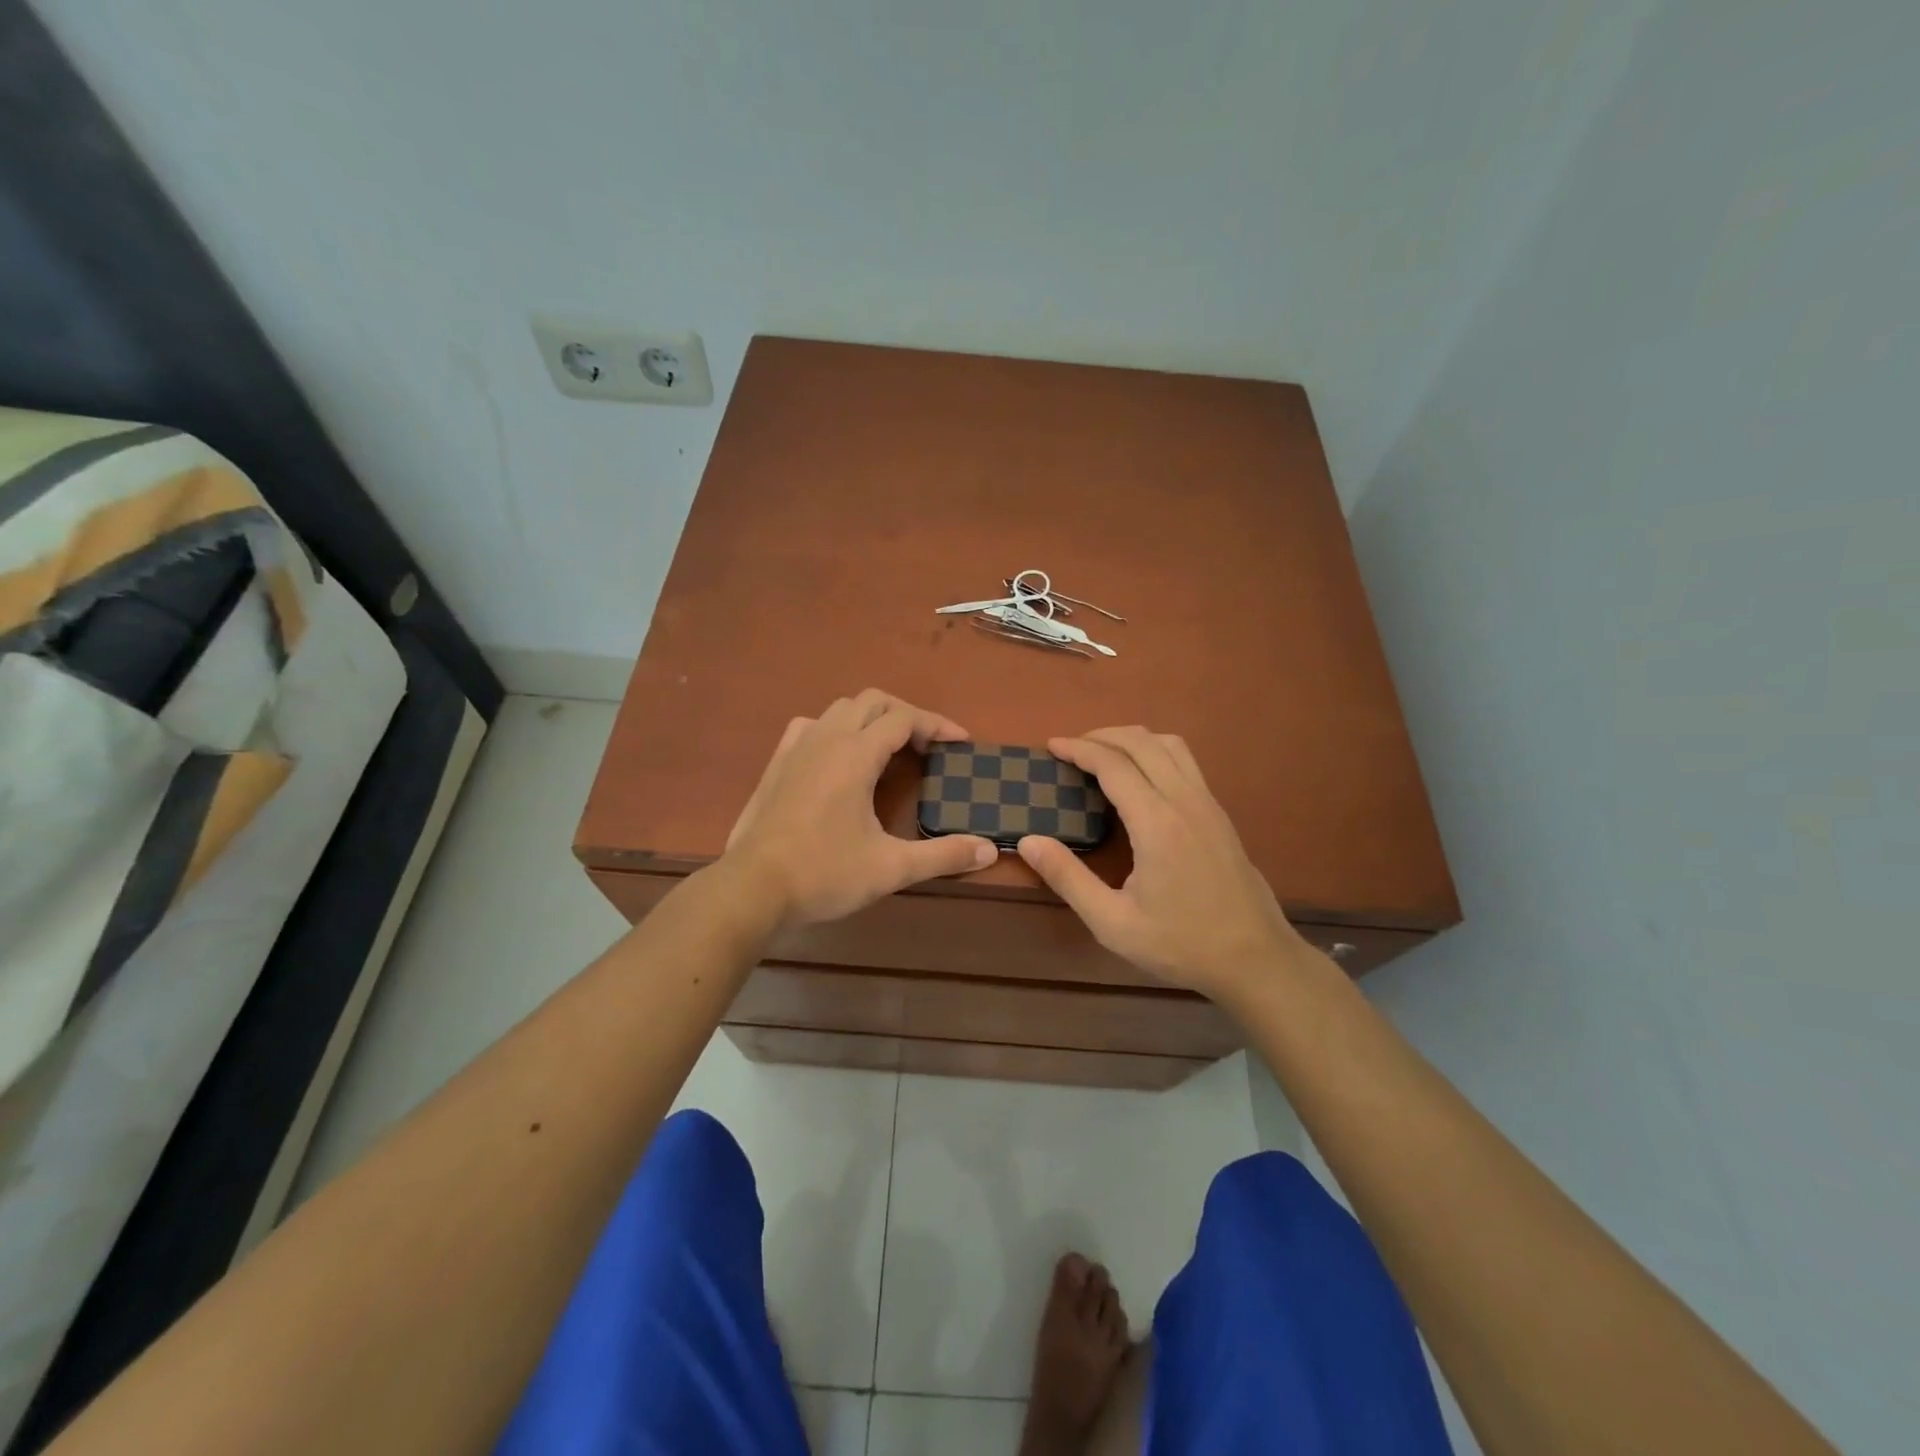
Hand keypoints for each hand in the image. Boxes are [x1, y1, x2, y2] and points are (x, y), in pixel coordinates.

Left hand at [723, 689, 997, 928]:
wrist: (752, 889)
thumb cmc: (824, 874)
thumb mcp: (891, 868)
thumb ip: (942, 855)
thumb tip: (988, 850)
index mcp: (856, 754)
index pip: (904, 718)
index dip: (937, 725)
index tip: (961, 743)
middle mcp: (826, 738)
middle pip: (873, 701)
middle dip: (907, 715)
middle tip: (928, 746)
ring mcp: (796, 747)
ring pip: (840, 709)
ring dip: (871, 718)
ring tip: (889, 749)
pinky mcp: (777, 763)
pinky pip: (811, 726)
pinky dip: (835, 728)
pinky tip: (838, 756)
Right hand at [1016, 727, 1312, 1000]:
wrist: (1256, 960)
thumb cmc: (1181, 944)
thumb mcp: (1113, 922)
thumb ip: (1068, 878)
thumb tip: (1028, 842)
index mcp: (1157, 823)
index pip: (1113, 765)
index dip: (1079, 749)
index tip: (1051, 745)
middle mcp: (1185, 801)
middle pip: (1142, 743)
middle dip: (1102, 735)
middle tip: (1071, 747)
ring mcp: (1208, 804)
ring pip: (1170, 745)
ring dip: (1133, 739)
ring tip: (1104, 753)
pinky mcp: (1220, 814)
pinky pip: (1186, 762)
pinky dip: (1155, 752)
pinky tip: (1141, 776)